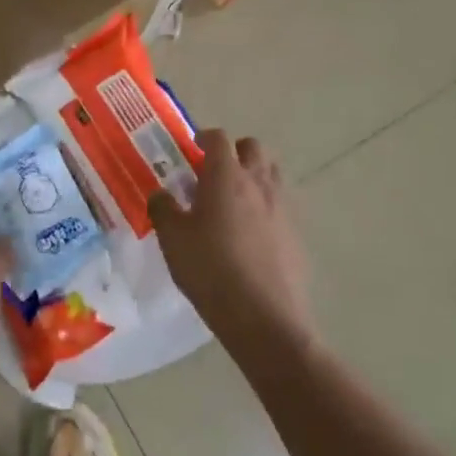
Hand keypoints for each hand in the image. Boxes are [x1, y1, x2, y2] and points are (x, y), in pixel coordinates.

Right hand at [148, 130, 314, 357]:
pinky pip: (280, 205)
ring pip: (271, 173)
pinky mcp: (296, 233)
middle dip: (234, 151)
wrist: (264, 317)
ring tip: (233, 199)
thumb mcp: (173, 239)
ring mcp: (282, 207)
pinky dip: (265, 206)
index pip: (219, 139)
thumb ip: (163, 209)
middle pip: (253, 148)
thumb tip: (160, 194)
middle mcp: (258, 182)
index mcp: (226, 176)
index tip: (193, 146)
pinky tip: (250, 233)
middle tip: (214, 171)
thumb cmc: (210, 270)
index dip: (204, 137)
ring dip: (253, 175)